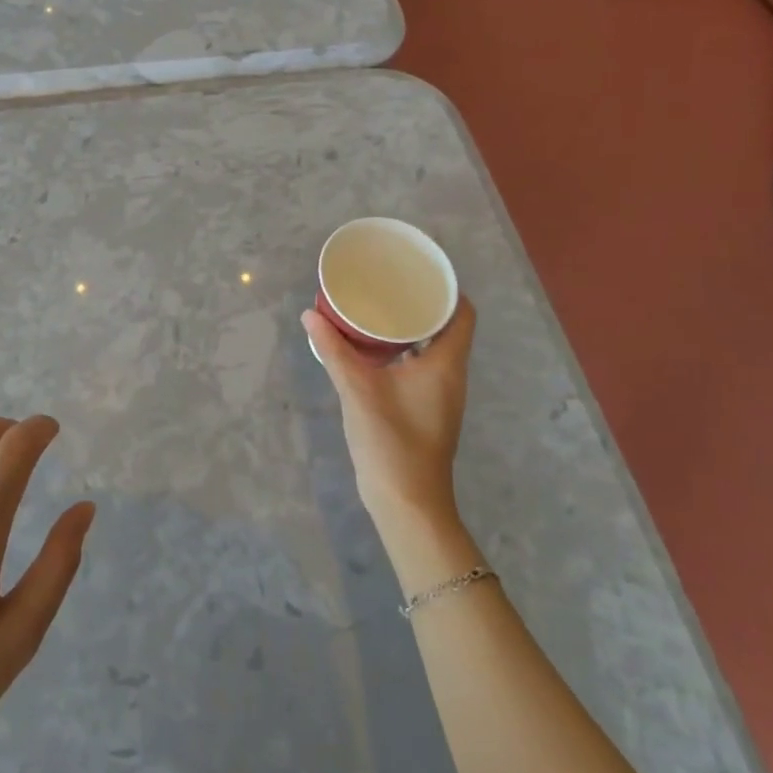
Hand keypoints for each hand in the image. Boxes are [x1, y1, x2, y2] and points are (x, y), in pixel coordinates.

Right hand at [303, 301, 476, 538]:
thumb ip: (333, 350)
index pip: (463, 314)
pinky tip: (372, 348)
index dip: (447, 288)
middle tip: (389, 283)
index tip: (418, 270)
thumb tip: (310, 314)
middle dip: (421, 304)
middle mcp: (450, 376)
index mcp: (446, 364)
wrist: (407, 503)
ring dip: (410, 328)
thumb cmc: (391, 440)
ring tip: (378, 307)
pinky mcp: (426, 411)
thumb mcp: (357, 389)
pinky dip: (402, 351)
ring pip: (432, 349)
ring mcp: (439, 396)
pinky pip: (420, 366)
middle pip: (447, 327)